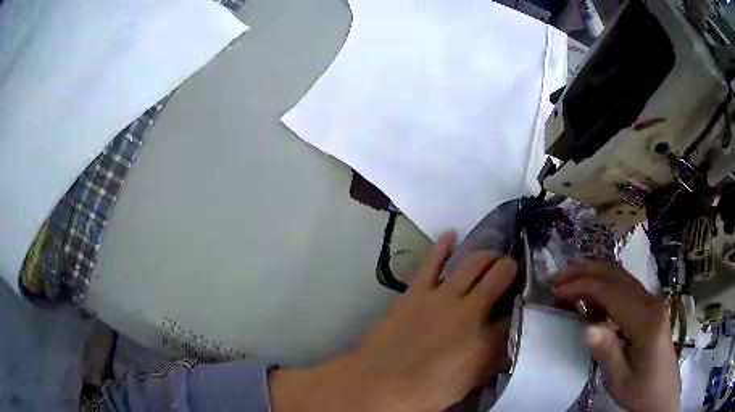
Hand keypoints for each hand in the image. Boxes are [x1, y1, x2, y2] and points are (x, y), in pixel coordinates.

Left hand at [269, 231, 517, 411]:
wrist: (378, 384)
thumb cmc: (426, 392)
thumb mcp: (469, 382)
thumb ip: (492, 358)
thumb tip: (506, 339)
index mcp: (486, 338)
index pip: (515, 310)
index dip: (521, 300)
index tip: (522, 296)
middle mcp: (470, 310)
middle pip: (500, 276)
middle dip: (510, 268)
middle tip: (511, 269)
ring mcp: (441, 297)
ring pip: (473, 263)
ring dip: (487, 256)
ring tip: (493, 255)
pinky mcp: (415, 292)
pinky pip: (430, 263)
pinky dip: (442, 246)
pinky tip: (451, 233)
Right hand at [554, 261, 680, 411]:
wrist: (662, 395)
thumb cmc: (641, 392)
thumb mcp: (620, 381)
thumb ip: (607, 352)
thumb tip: (587, 327)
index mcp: (646, 320)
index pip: (610, 290)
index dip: (581, 286)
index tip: (556, 293)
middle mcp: (651, 302)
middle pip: (616, 273)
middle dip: (584, 271)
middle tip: (557, 281)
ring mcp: (652, 302)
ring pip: (621, 277)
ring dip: (593, 276)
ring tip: (569, 288)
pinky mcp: (650, 308)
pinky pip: (625, 289)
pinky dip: (604, 288)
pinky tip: (591, 304)